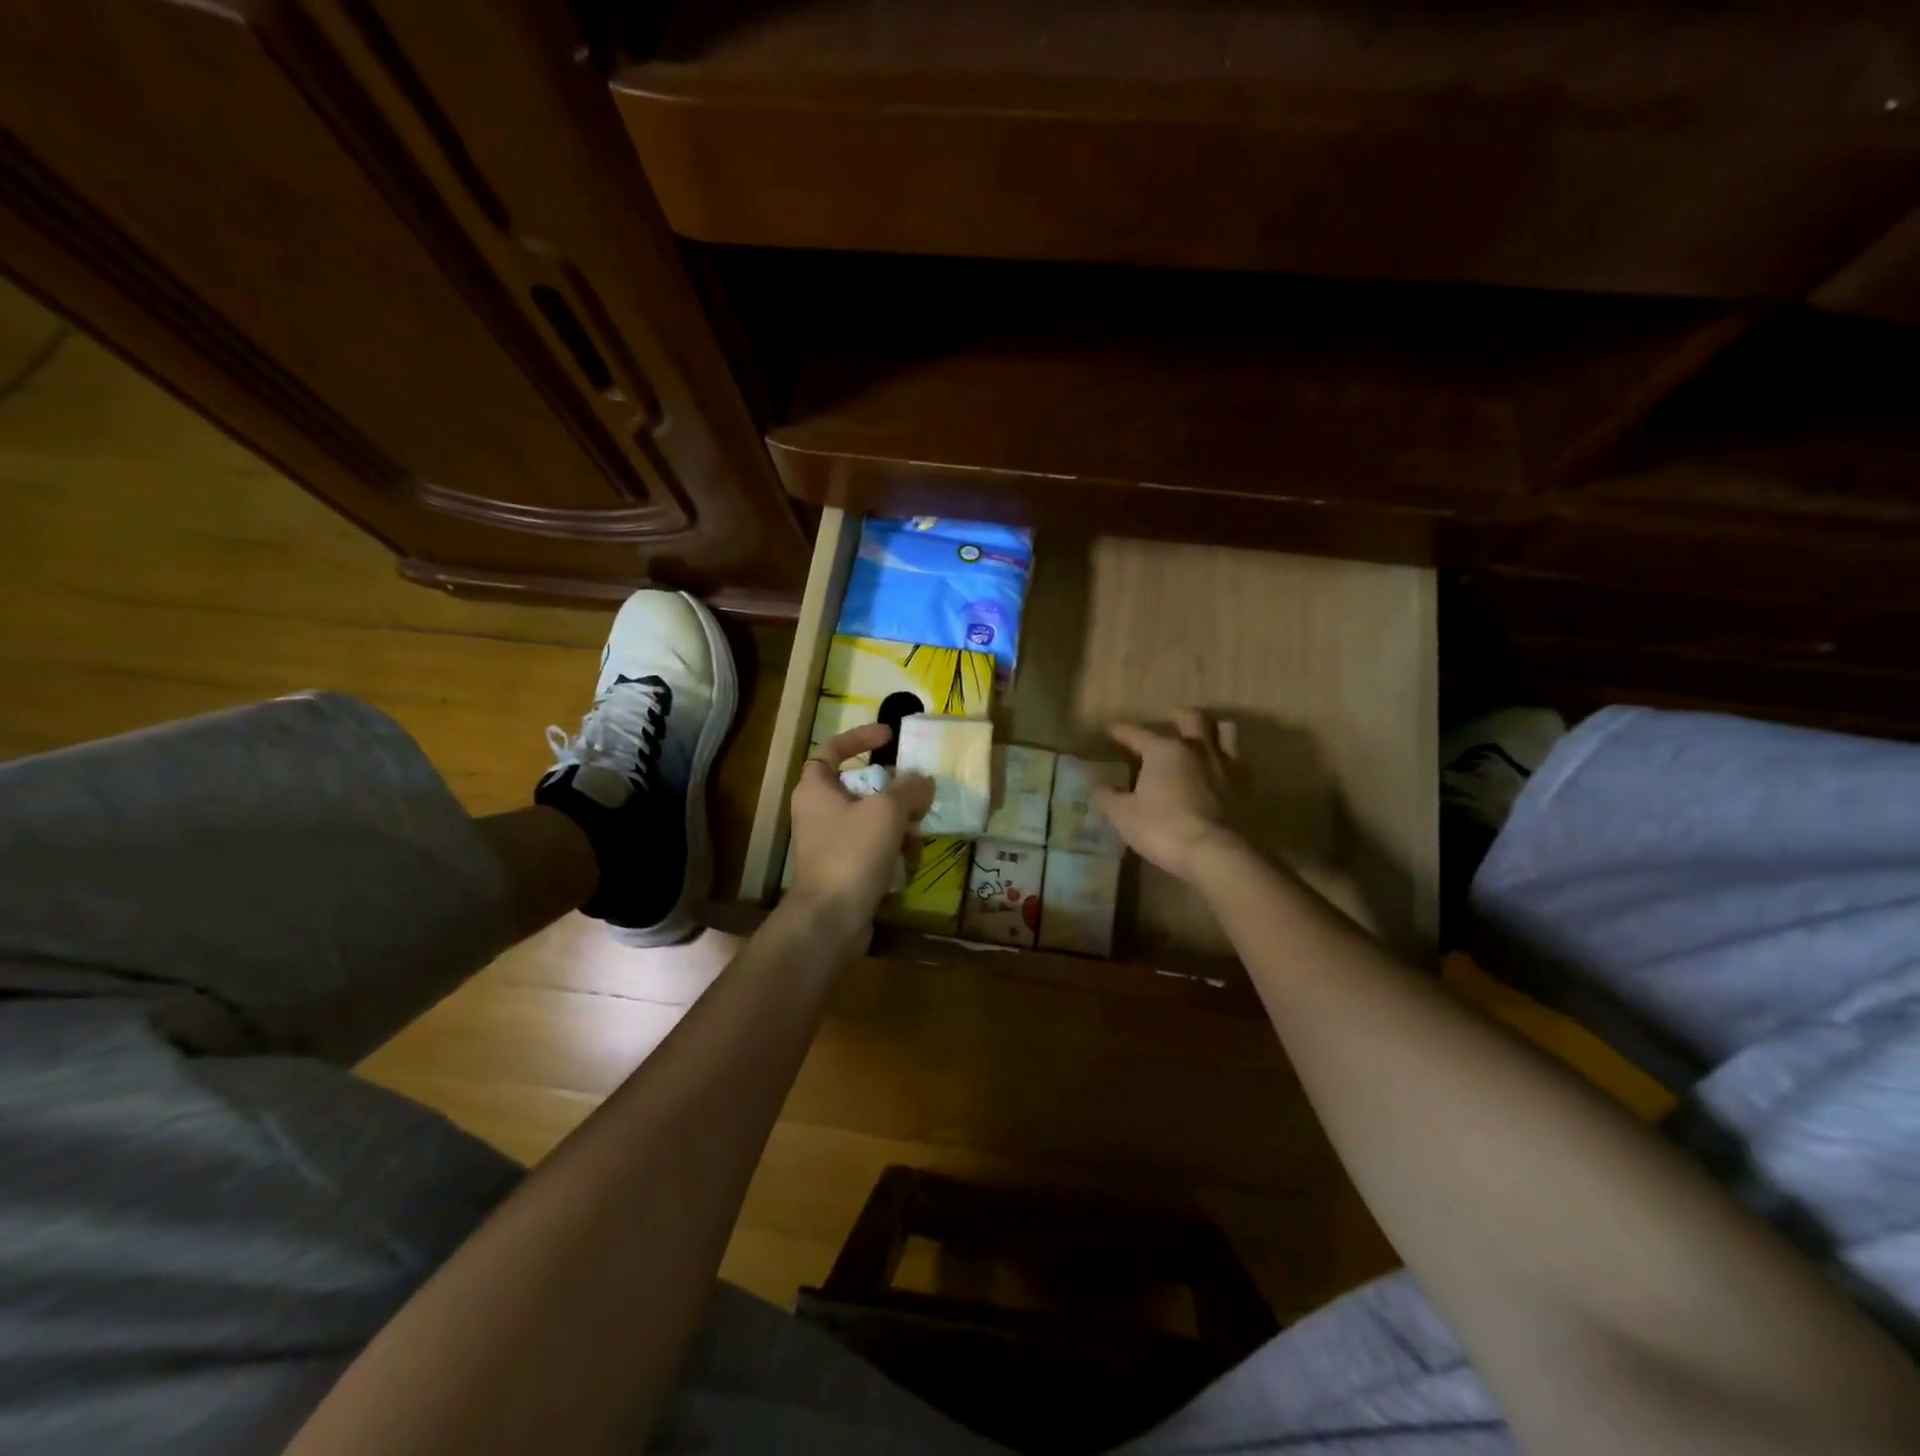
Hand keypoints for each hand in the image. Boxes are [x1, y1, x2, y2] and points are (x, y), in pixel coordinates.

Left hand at [787, 724, 933, 935]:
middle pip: (854, 784)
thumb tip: (923, 782)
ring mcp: (826, 842)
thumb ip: (909, 789)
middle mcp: (815, 811)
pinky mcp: (839, 868)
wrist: (831, 918)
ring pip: (864, 817)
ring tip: (920, 821)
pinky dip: (889, 844)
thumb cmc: (852, 853)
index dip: (860, 737)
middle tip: (914, 786)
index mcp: (815, 788)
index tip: (889, 737)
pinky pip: (867, 845)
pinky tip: (911, 855)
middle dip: (887, 784)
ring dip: (893, 817)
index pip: (832, 748)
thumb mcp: (887, 811)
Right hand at [1095, 710, 1240, 880]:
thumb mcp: (1124, 815)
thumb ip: (1108, 798)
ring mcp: (1226, 767)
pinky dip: (1229, 763)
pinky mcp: (1246, 789)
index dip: (1122, 731)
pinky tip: (1222, 772)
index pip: (1138, 734)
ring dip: (1213, 730)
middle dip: (1179, 715)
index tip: (1111, 728)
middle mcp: (1198, 749)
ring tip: (1203, 737)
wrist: (1217, 854)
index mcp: (1165, 750)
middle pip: (1192, 719)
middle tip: (1171, 716)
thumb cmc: (1163, 828)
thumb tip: (1098, 789)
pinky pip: (1240, 764)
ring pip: (1225, 732)